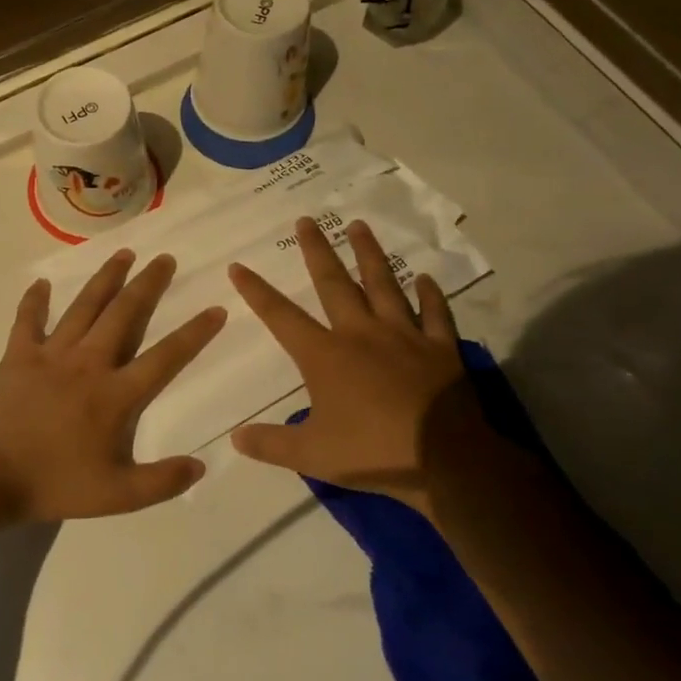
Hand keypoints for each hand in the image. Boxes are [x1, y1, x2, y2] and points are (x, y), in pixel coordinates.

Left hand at [0, 250, 227, 522]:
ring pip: (84, 307)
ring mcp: (51, 354)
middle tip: (165, 259)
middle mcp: (88, 363)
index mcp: (114, 395)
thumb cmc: (53, 483)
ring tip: (124, 254)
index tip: (216, 309)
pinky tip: (41, 283)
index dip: (194, 334)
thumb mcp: (116, 496)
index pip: (165, 358)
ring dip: (106, 279)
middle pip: (124, 315)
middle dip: (148, 285)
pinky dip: (34, 301)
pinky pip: (27, 320)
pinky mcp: (18, 355)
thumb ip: (161, 482)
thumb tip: (200, 465)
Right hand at [227, 217, 501, 511]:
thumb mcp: (311, 456)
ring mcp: (404, 337)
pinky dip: (430, 295)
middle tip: (306, 220)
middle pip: (333, 283)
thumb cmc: (372, 452)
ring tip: (359, 225)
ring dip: (369, 254)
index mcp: (325, 356)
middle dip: (316, 250)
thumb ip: (271, 445)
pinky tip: (425, 278)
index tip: (239, 266)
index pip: (281, 316)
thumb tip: (235, 438)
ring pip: (383, 285)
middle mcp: (361, 334)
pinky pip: (434, 314)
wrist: (445, 460)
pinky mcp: (440, 349)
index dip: (256, 291)